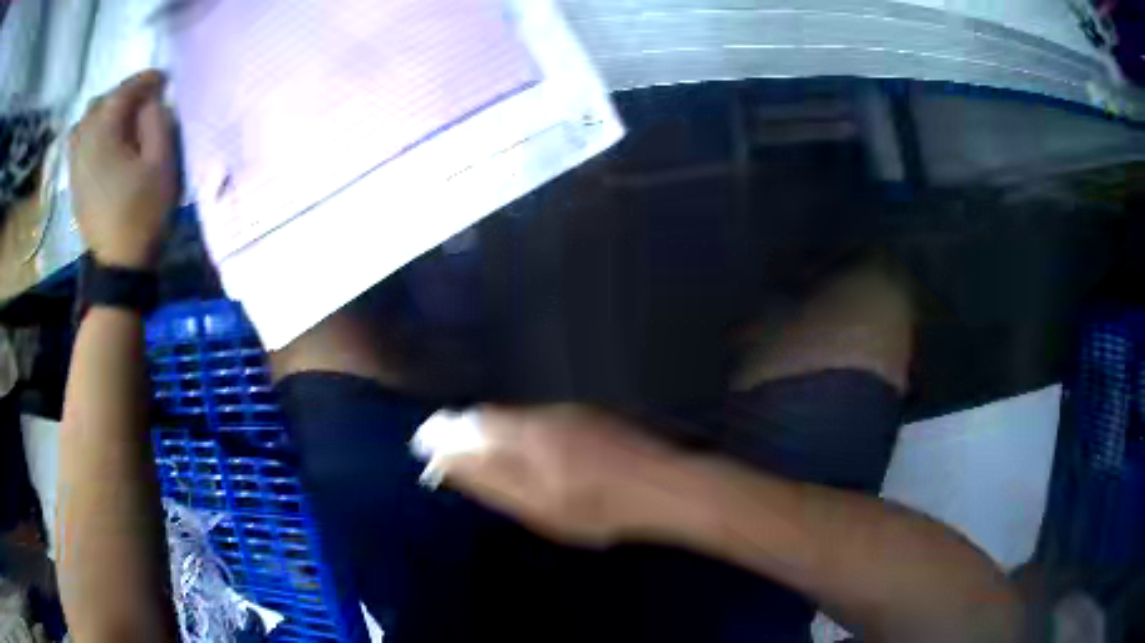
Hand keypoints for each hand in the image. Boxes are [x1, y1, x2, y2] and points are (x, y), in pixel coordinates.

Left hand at [69, 70, 178, 270]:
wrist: (117, 265)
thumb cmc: (143, 213)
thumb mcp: (161, 164)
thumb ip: (157, 122)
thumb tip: (152, 100)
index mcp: (105, 134)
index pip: (124, 91)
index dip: (145, 80)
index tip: (163, 80)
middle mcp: (85, 142)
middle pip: (102, 101)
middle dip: (123, 94)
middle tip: (142, 100)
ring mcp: (76, 163)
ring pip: (85, 120)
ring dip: (103, 111)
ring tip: (119, 118)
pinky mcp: (74, 180)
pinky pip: (76, 141)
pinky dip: (89, 130)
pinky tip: (101, 137)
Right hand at [426, 405, 688, 547]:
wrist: (666, 487)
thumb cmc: (599, 507)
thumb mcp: (539, 506)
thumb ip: (492, 481)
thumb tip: (449, 461)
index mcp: (528, 434)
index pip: (473, 424)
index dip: (447, 435)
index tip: (428, 447)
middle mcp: (545, 414)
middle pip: (494, 418)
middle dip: (469, 434)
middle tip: (459, 459)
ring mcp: (572, 413)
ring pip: (520, 420)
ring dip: (498, 435)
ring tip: (494, 462)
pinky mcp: (593, 417)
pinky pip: (545, 422)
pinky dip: (528, 436)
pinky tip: (539, 459)